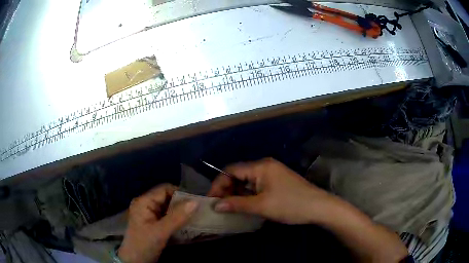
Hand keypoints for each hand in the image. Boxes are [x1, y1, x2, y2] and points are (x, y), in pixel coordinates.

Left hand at [118, 184, 198, 262]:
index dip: (180, 193)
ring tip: (195, 216)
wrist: (134, 261)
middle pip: (166, 197)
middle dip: (182, 203)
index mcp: (143, 202)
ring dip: (180, 211)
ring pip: (168, 207)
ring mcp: (149, 214)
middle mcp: (145, 204)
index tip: (196, 201)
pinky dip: (176, 218)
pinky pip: (167, 216)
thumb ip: (177, 217)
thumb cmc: (144, 245)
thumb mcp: (160, 232)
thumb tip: (195, 202)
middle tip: (198, 210)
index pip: (164, 189)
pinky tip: (186, 223)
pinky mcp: (153, 223)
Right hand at [207, 158, 332, 223]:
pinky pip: (257, 186)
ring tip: (229, 208)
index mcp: (260, 166)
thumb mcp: (261, 206)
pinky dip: (248, 195)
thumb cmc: (290, 204)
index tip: (211, 200)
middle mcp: (265, 166)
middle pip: (239, 175)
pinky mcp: (277, 182)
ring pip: (247, 182)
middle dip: (227, 189)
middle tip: (220, 206)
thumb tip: (215, 205)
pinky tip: (245, 206)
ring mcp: (272, 174)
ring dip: (237, 193)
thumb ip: (236, 204)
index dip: (218, 184)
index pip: (231, 170)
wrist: (319, 207)